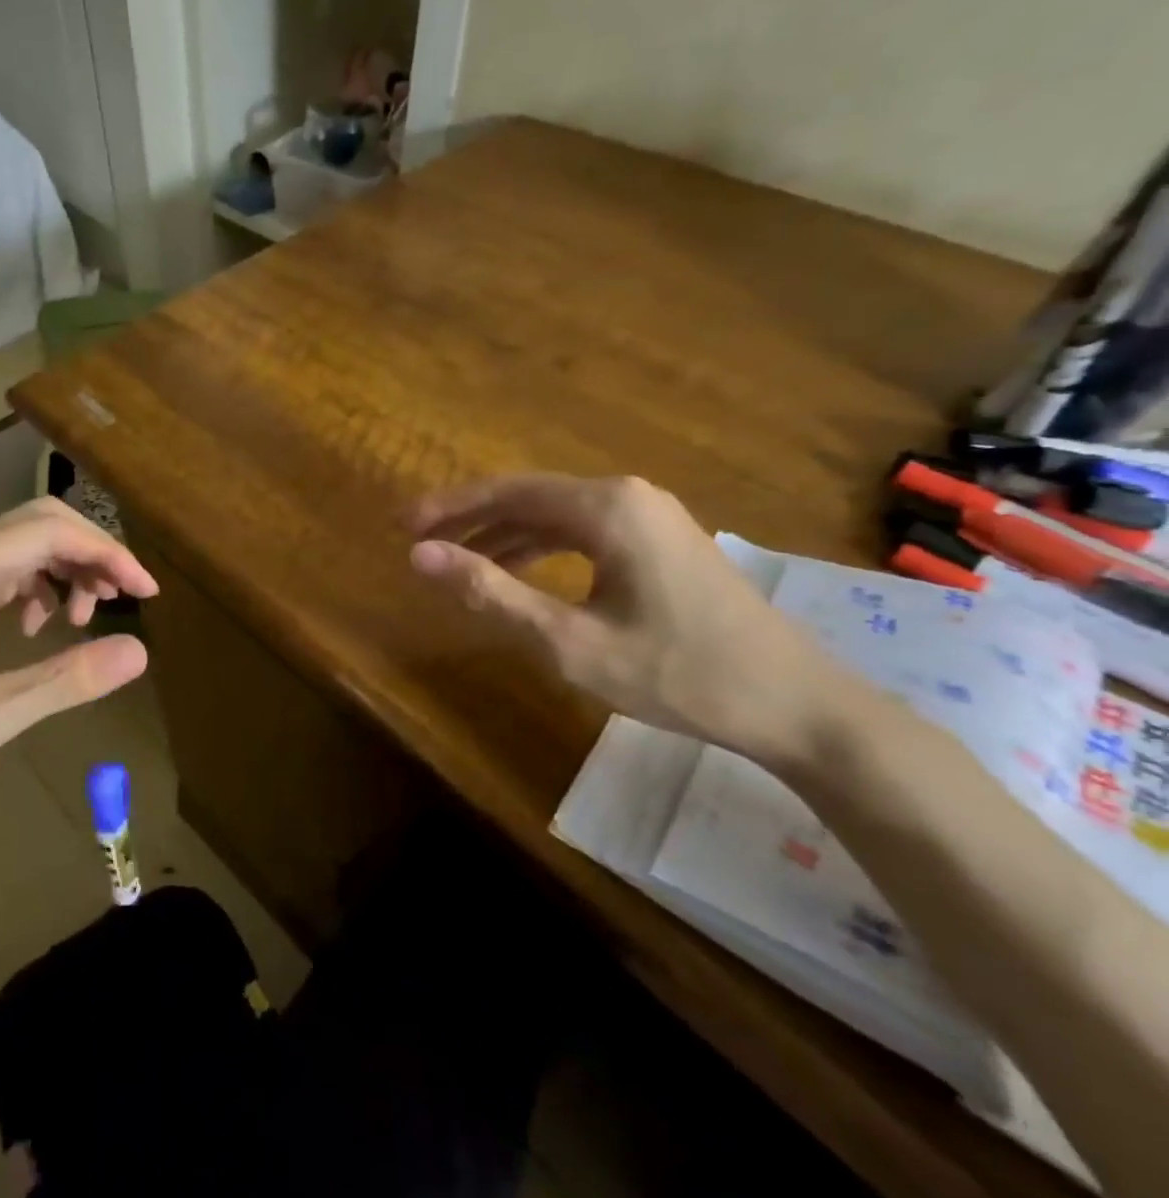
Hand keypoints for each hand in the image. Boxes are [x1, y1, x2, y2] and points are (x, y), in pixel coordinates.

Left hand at [0, 497, 158, 811]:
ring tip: (86, 619)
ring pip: (25, 542)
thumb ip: (66, 682)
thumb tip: (139, 651)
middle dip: (92, 553)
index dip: (105, 554)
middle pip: (39, 523)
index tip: (146, 592)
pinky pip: (6, 566)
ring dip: (68, 569)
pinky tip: (42, 626)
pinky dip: (40, 584)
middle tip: (128, 596)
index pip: (47, 532)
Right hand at [406, 474, 850, 771]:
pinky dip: (540, 548)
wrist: (795, 705)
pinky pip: (583, 532)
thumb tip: (419, 556)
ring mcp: (651, 516)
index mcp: (605, 508)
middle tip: (419, 543)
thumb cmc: (677, 673)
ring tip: (456, 560)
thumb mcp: (569, 640)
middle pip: (528, 497)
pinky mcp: (662, 541)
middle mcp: (627, 496)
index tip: (401, 526)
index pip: (505, 492)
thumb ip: (490, 592)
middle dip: (470, 519)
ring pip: (555, 515)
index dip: (448, 508)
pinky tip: (518, 571)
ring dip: (502, 535)